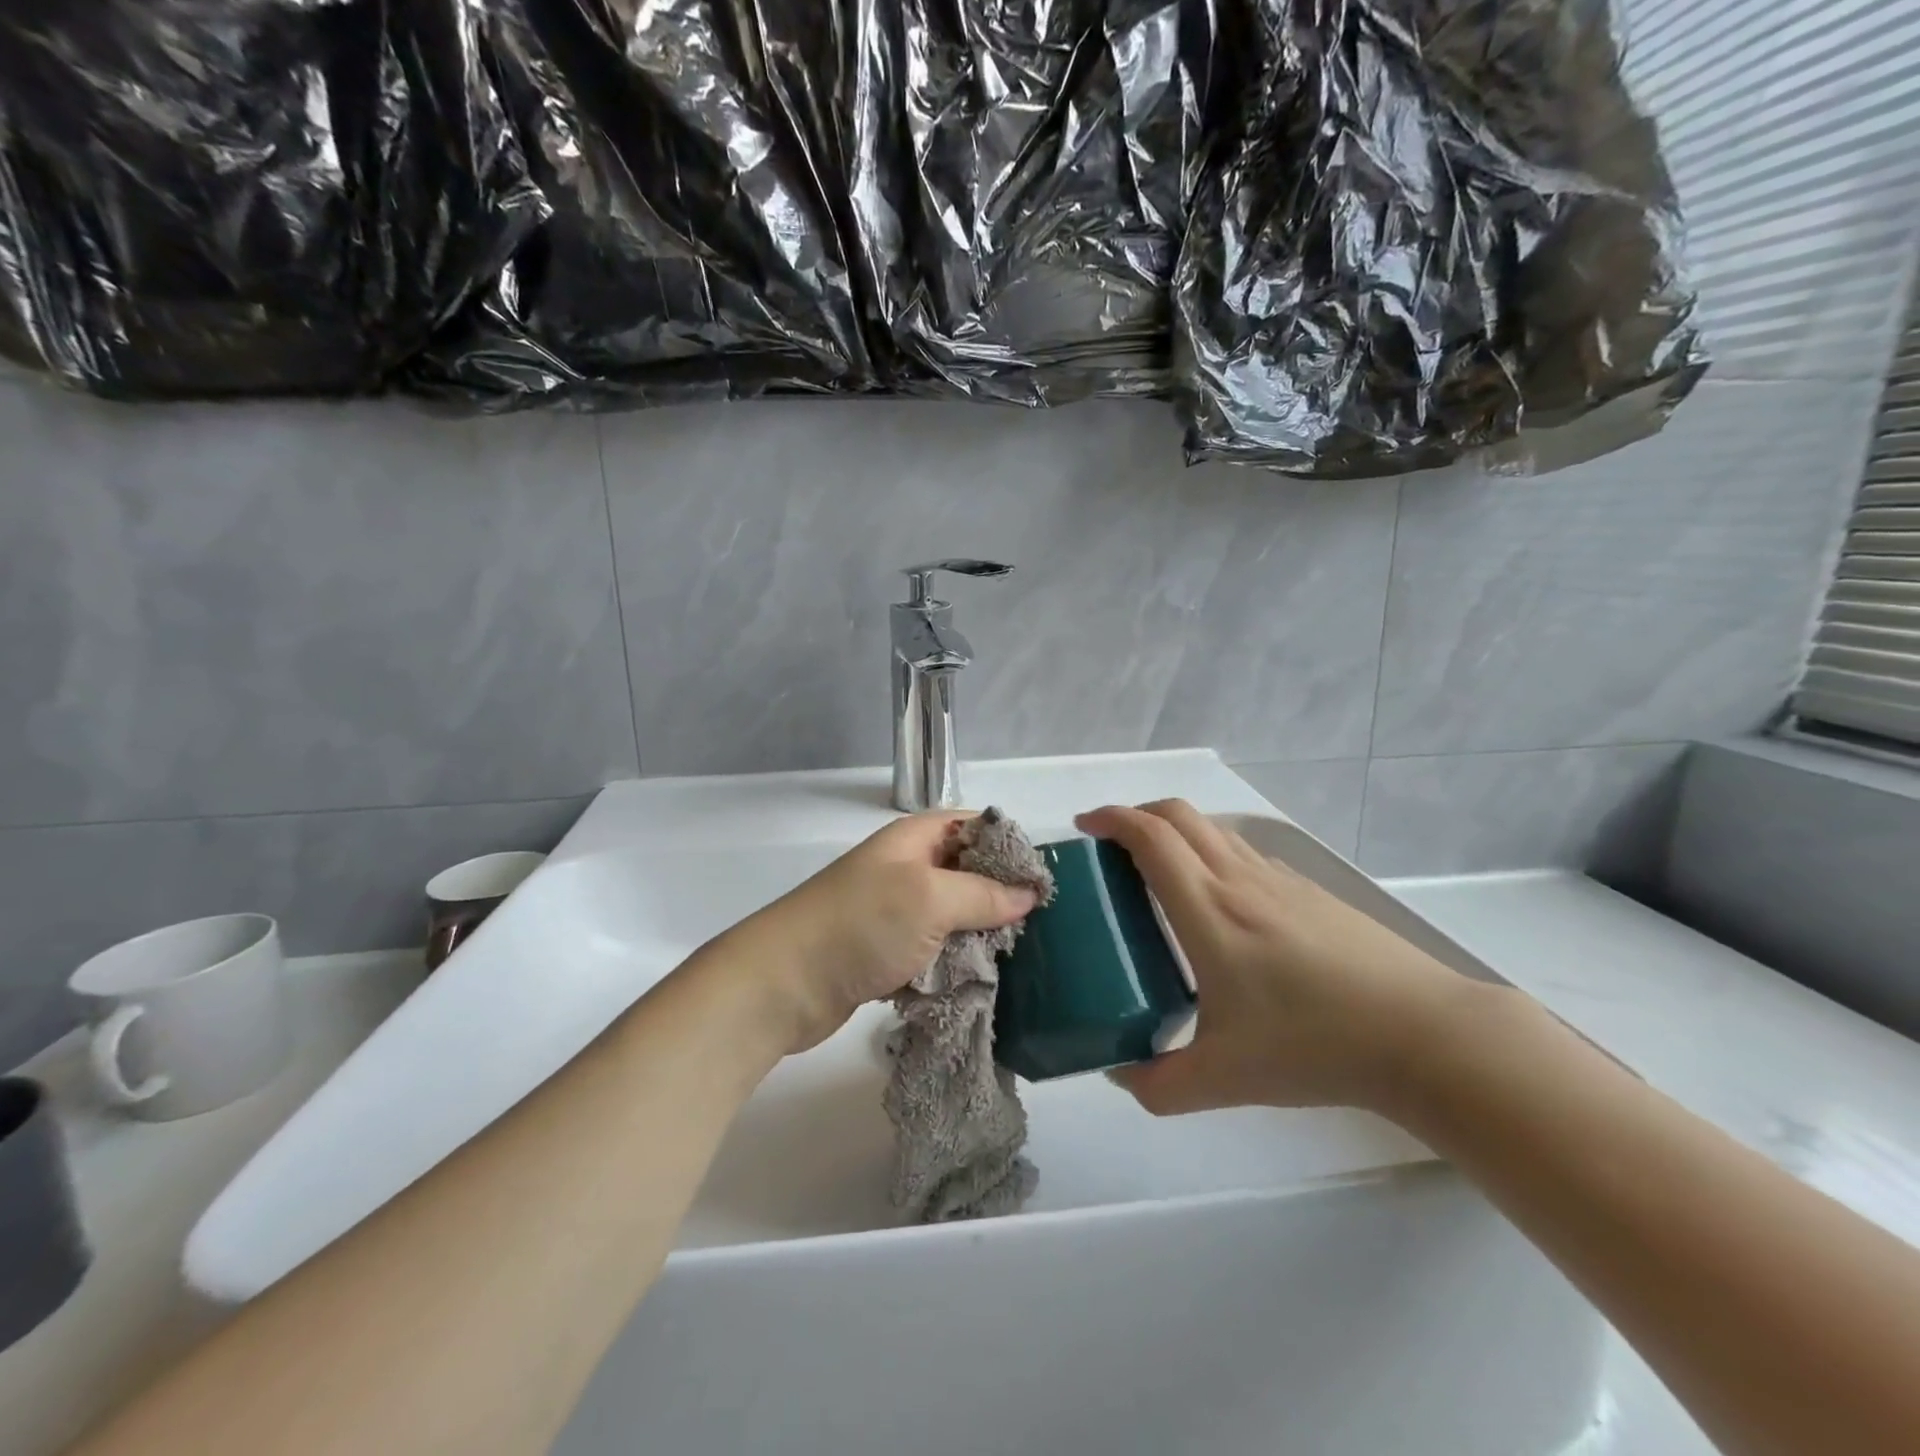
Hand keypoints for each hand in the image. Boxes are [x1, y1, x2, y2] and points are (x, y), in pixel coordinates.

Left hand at [695, 813, 1039, 1056]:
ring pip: (952, 914)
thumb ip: (983, 893)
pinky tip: (982, 978)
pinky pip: (933, 948)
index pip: (973, 826)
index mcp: (913, 839)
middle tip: (1042, 924)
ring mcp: (893, 912)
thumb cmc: (860, 924)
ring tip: (1022, 956)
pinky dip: (954, 960)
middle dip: (1001, 894)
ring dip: (980, 933)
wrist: (783, 984)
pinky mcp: (885, 951)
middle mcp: (905, 868)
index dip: (1008, 846)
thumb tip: (1029, 891)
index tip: (1044, 878)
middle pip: (966, 871)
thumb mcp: (929, 898)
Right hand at [1076, 801, 1483, 1115]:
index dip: (1111, 819)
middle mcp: (1238, 879)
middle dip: (1136, 814)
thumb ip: (1159, 1085)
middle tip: (1112, 846)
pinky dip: (1211, 852)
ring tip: (1156, 871)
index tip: (1084, 827)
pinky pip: (1244, 852)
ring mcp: (1278, 879)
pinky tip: (1219, 902)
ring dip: (1174, 831)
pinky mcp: (1309, 892)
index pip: (1149, 836)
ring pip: (1213, 829)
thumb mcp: (1223, 1079)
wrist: (1423, 1034)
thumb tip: (1119, 1073)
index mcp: (1208, 909)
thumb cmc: (1314, 1045)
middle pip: (1178, 814)